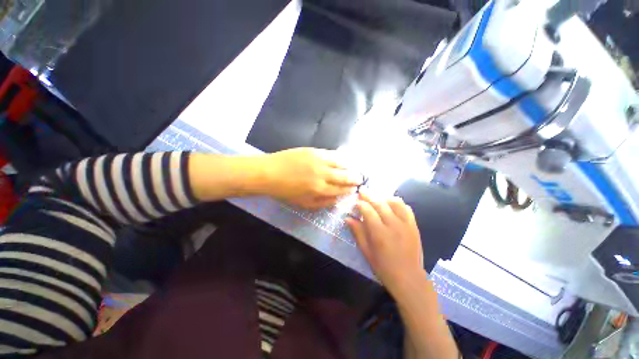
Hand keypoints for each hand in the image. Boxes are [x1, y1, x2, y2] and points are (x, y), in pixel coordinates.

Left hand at [260, 148, 361, 209]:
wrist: (269, 172)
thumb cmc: (285, 191)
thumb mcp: (304, 203)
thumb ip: (323, 202)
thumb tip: (338, 198)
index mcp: (319, 189)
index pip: (341, 190)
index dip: (350, 189)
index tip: (355, 189)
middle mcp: (322, 174)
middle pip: (344, 176)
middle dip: (355, 178)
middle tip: (360, 178)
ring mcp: (318, 160)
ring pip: (341, 162)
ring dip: (350, 166)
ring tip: (354, 168)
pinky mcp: (313, 150)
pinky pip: (331, 153)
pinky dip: (340, 157)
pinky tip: (343, 158)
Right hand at [346, 192, 424, 295]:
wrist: (409, 279)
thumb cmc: (384, 268)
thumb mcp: (366, 252)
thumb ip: (358, 233)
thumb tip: (348, 218)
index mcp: (380, 233)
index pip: (368, 211)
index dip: (360, 204)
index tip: (355, 201)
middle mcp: (393, 225)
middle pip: (380, 203)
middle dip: (369, 195)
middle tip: (362, 190)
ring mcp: (406, 224)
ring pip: (395, 202)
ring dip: (384, 197)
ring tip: (376, 197)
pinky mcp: (414, 226)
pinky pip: (406, 208)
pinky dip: (398, 203)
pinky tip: (391, 204)